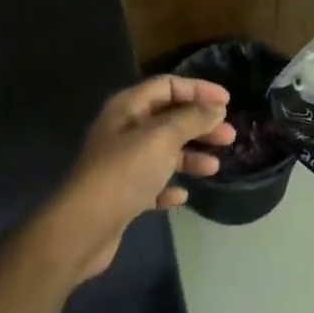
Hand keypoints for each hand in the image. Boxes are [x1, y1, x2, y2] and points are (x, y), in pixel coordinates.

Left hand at [34, 76, 235, 283]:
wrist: (84, 226)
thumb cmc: (125, 172)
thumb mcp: (162, 138)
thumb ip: (191, 119)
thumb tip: (215, 108)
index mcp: (128, 108)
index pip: (167, 86)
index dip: (198, 89)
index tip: (228, 102)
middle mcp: (123, 130)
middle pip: (168, 118)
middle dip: (200, 125)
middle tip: (229, 136)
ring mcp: (122, 164)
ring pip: (164, 152)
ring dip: (190, 156)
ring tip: (214, 167)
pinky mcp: (123, 194)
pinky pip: (153, 183)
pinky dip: (170, 185)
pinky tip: (183, 195)